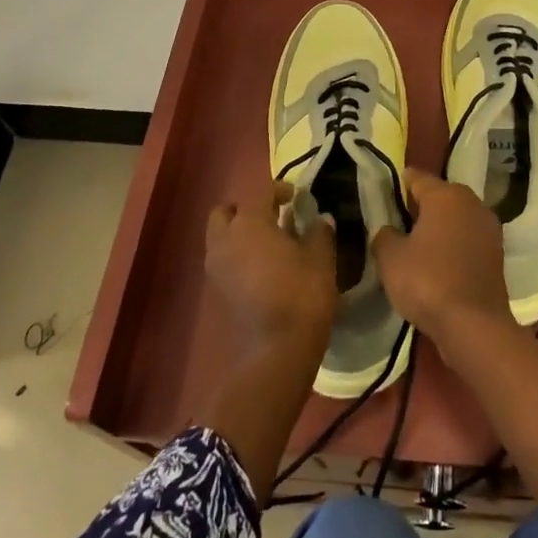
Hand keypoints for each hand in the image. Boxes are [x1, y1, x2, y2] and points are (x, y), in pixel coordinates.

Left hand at [205, 183, 337, 358]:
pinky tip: (262, 266)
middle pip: (226, 211)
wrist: (279, 348)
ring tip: (267, 243)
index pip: (261, 192)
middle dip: (246, 209)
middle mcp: (225, 239)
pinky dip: (237, 254)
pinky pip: (223, 258)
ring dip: (238, 232)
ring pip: (220, 235)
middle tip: (272, 217)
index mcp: (250, 223)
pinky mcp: (217, 288)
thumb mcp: (321, 257)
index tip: (296, 197)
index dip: (280, 189)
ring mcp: (217, 265)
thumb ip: (319, 232)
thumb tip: (320, 219)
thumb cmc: (302, 293)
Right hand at [370, 169, 512, 344]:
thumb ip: (384, 236)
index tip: (386, 191)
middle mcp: (472, 203)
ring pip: (457, 217)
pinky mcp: (497, 253)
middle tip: (399, 219)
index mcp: (446, 195)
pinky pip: (468, 239)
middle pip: (441, 196)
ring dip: (440, 225)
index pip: (418, 178)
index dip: (400, 183)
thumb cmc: (427, 281)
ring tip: (417, 242)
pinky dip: (454, 244)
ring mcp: (489, 228)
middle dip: (421, 205)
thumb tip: (388, 231)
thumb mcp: (390, 258)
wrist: (474, 324)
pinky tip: (438, 260)